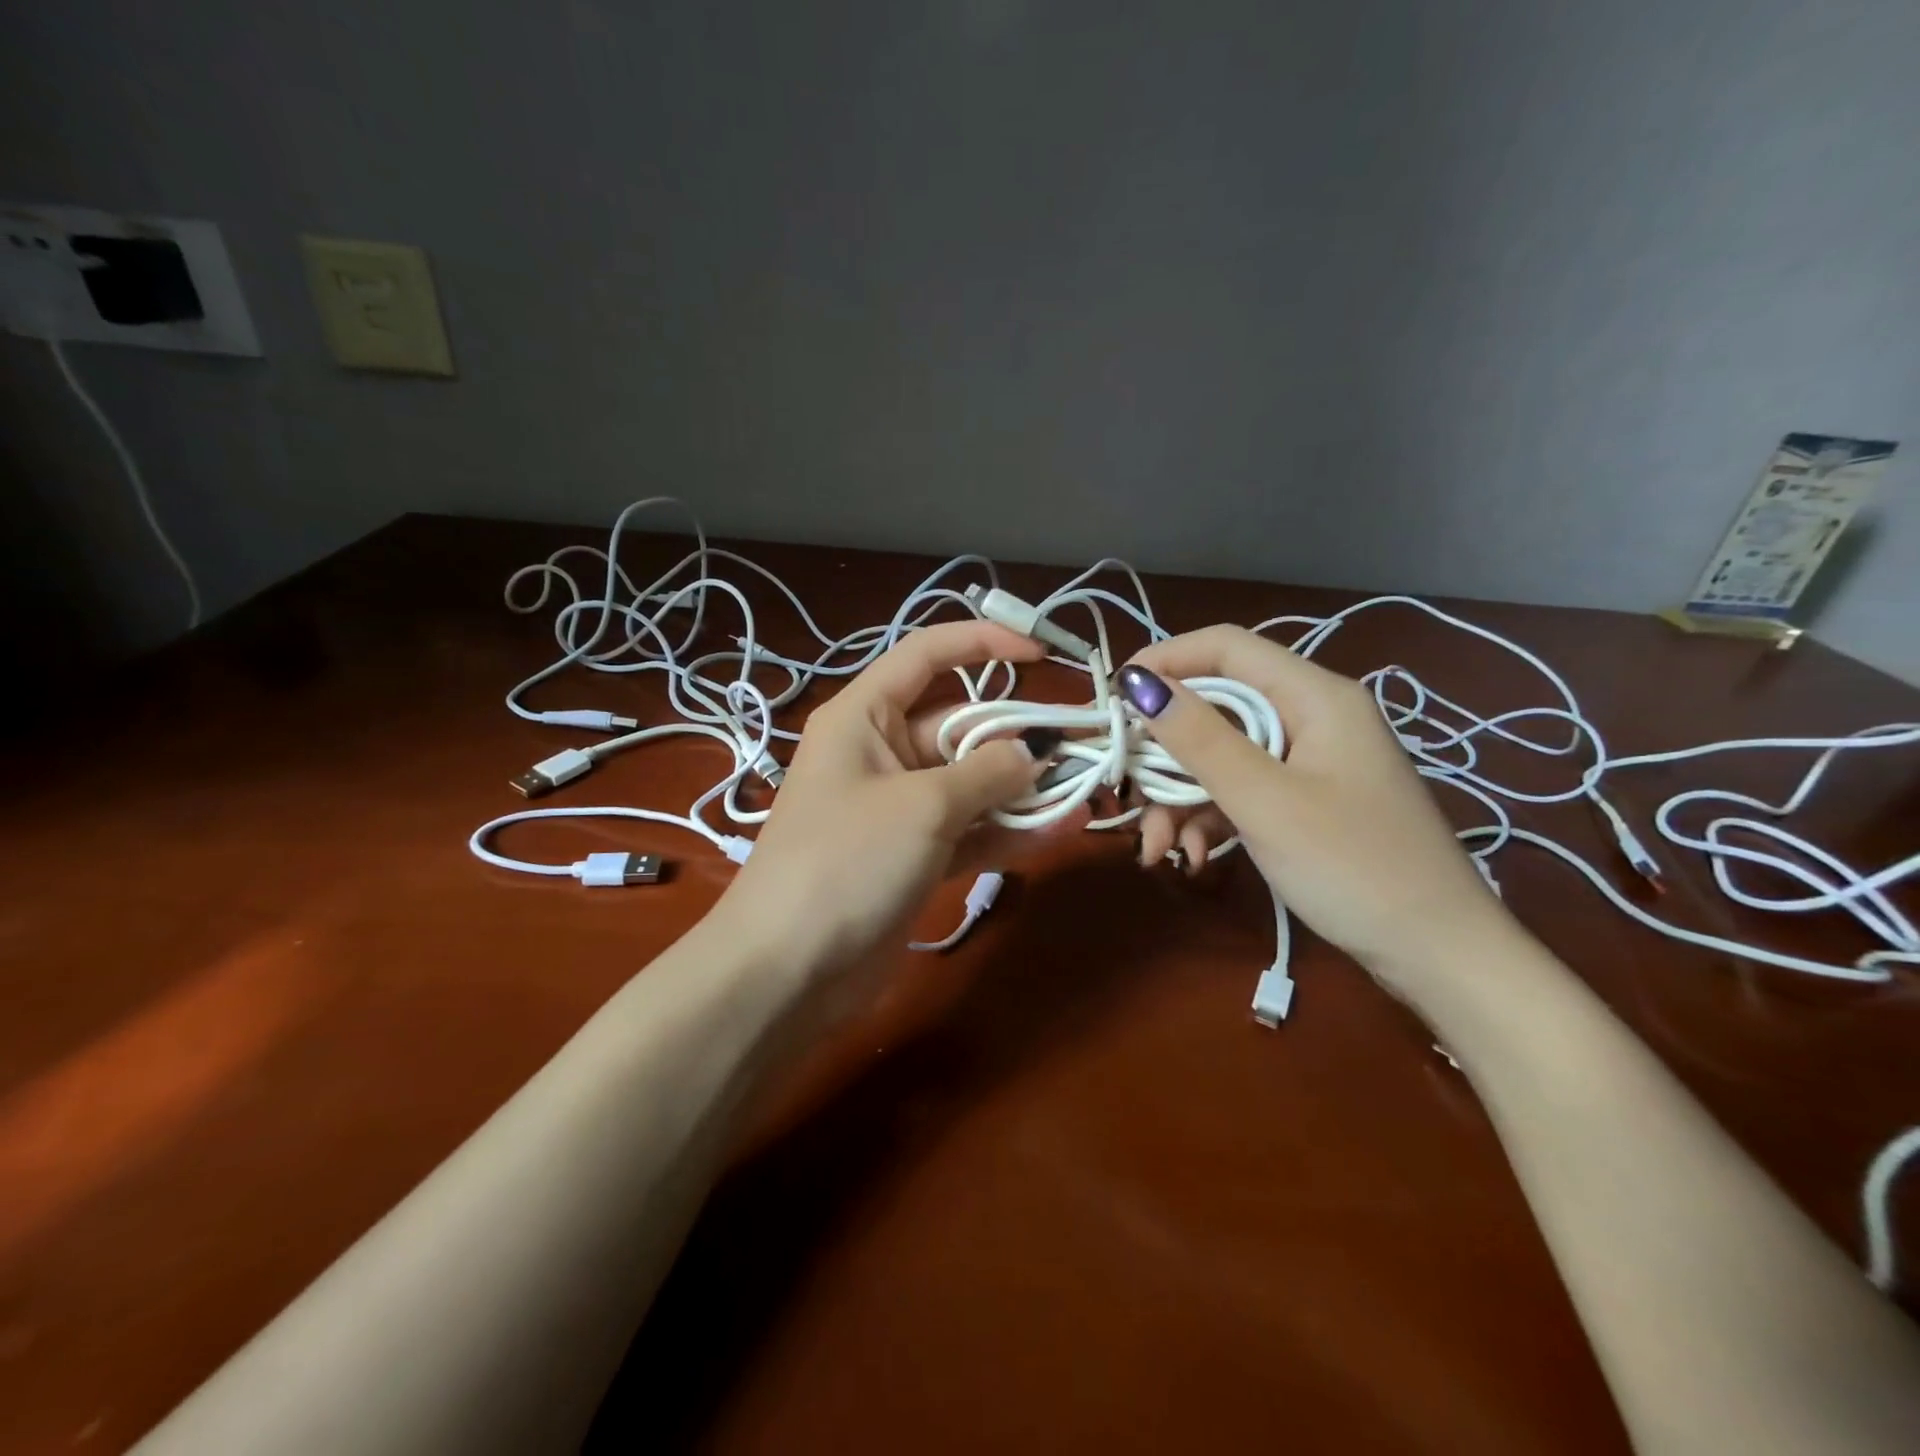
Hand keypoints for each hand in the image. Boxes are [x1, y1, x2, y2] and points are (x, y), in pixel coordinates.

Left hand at [713, 620, 1046, 969]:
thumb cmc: (846, 861)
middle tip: (1080, 746)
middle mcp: (881, 753)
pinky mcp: (911, 856)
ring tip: (1083, 791)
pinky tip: (1059, 830)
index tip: (1041, 654)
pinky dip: (1006, 831)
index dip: (983, 643)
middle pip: (959, 726)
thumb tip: (1035, 752)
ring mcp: (898, 809)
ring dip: (1021, 788)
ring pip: (970, 783)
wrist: (788, 971)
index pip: (927, 655)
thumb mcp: (924, 806)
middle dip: (1017, 735)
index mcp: (864, 717)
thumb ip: (988, 772)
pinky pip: (967, 830)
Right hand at [1118, 626, 1513, 988]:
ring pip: (1223, 755)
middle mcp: (1312, 716)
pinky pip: (1244, 790)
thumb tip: (1137, 683)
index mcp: (1314, 696)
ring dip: (1182, 797)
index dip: (1165, 662)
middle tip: (1128, 793)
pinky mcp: (1307, 800)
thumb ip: (1199, 738)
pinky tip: (1195, 856)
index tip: (1113, 700)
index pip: (1226, 647)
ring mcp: (1311, 761)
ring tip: (1160, 850)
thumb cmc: (1354, 868)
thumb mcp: (1264, 801)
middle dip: (1166, 754)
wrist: (1441, 955)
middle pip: (1217, 708)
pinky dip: (1212, 817)